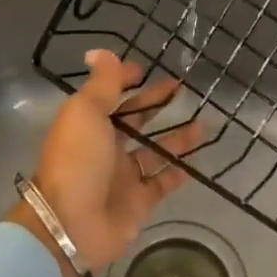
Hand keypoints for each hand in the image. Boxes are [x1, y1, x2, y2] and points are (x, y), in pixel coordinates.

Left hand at [6, 50, 204, 276]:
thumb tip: (99, 52)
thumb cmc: (78, 161)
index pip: (109, 96)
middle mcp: (105, 148)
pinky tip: (200, 156)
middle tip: (184, 89)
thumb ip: (101, 83)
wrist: (72, 224)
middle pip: (135, 121)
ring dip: (177, 136)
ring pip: (155, 151)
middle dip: (156, 104)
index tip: (147, 69)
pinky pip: (164, 181)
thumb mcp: (86, 112)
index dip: (125, 81)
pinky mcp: (140, 201)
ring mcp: (123, 176)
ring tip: (204, 121)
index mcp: (87, 124)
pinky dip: (180, 170)